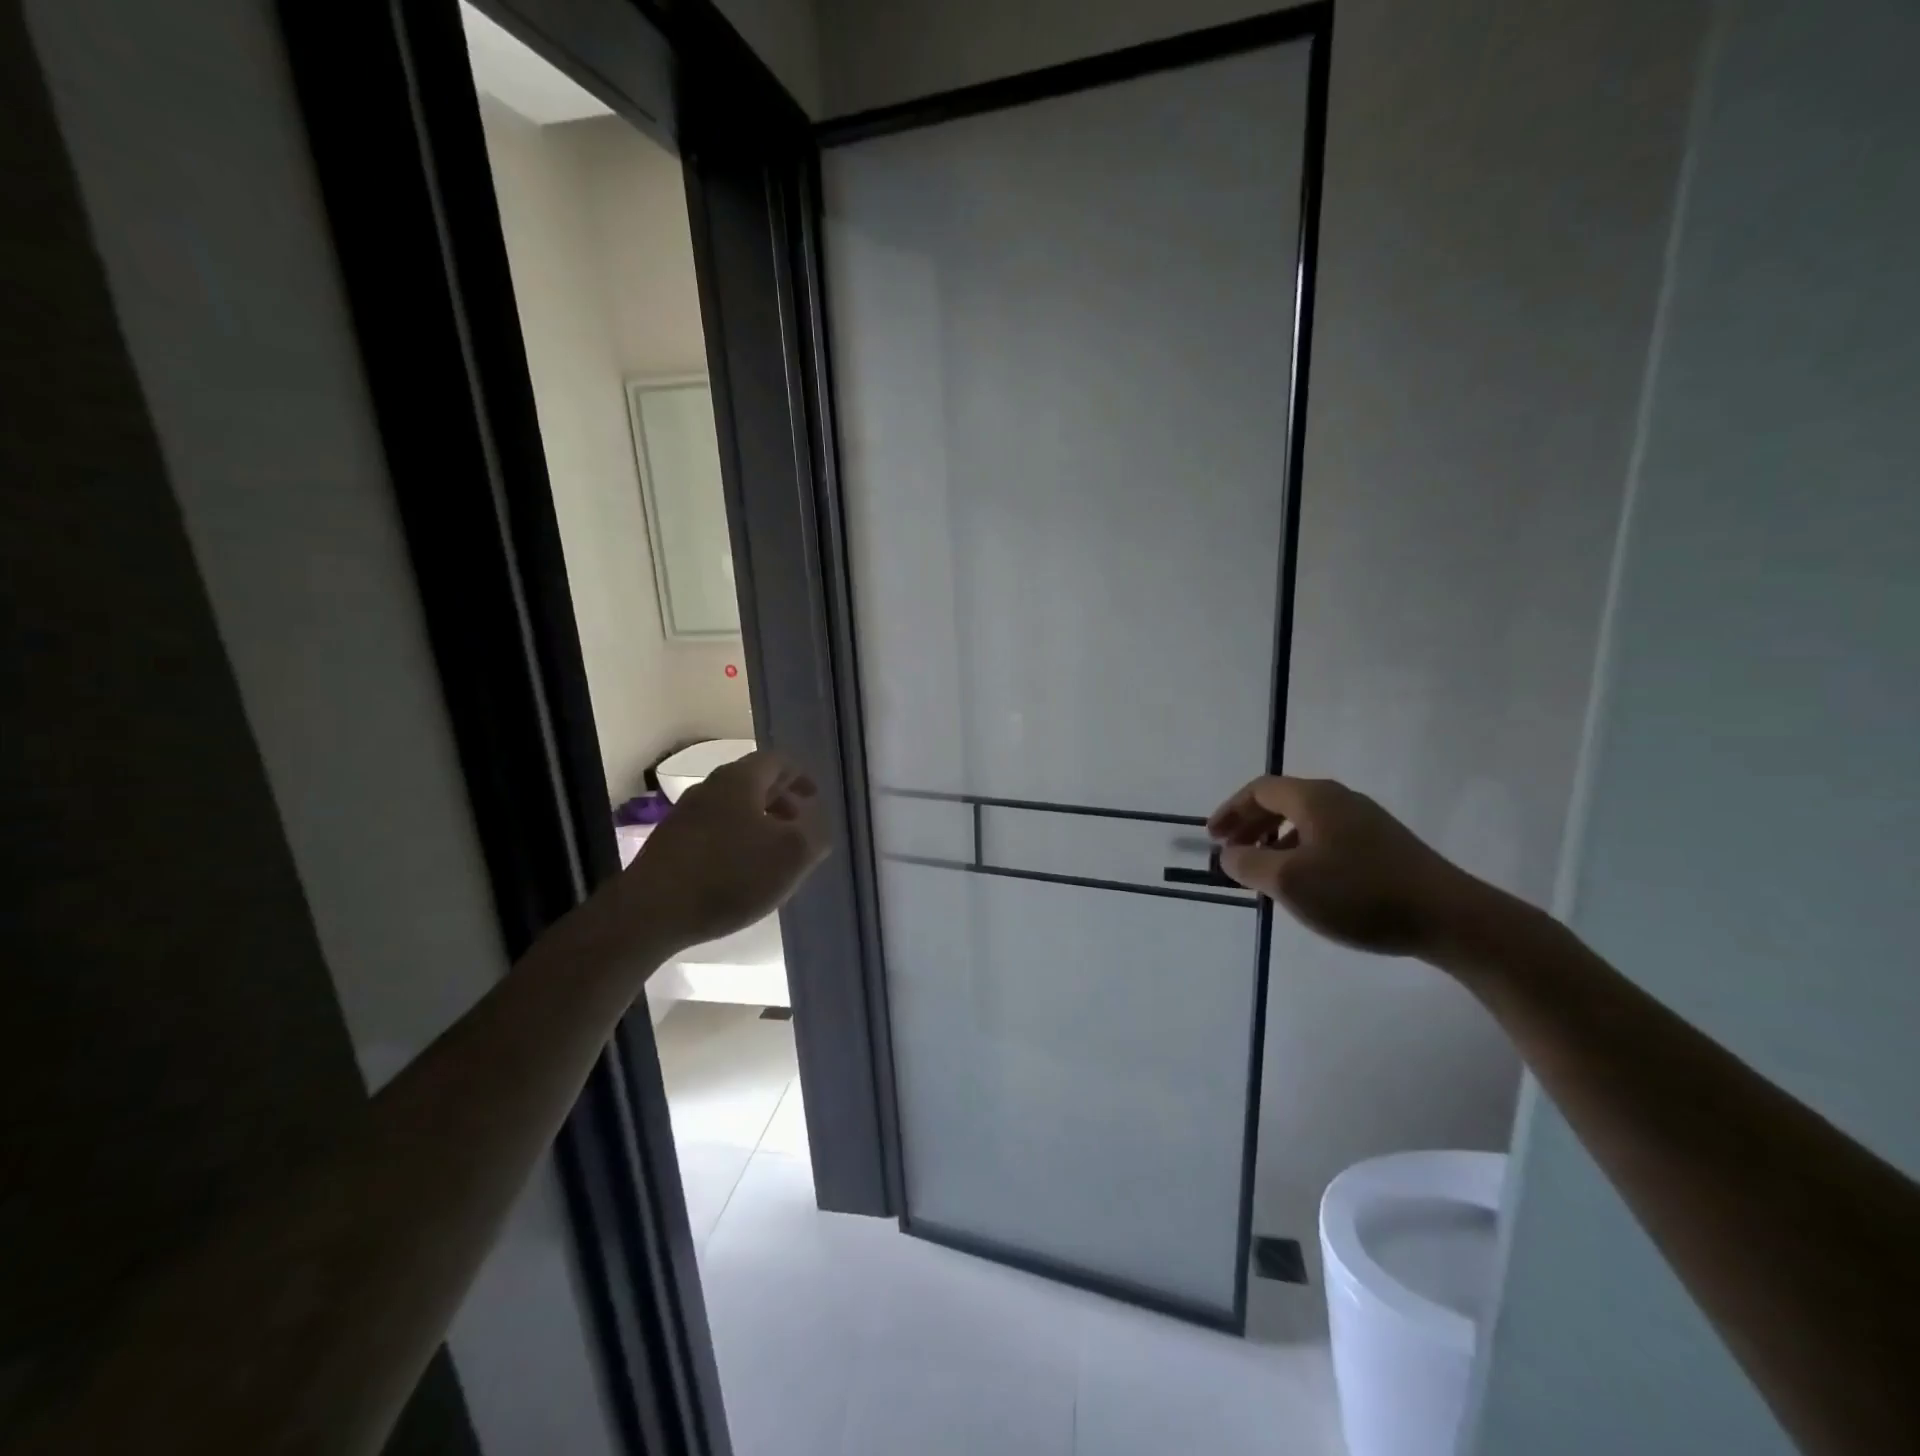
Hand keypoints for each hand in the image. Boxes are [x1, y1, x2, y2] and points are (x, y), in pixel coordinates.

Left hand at [586, 750, 830, 959]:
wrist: (651, 912)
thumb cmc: (730, 875)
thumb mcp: (791, 857)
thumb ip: (814, 837)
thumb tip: (816, 829)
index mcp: (740, 780)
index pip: (776, 761)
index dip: (799, 776)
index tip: (813, 797)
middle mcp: (709, 789)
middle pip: (751, 782)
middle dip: (779, 799)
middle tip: (798, 823)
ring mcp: (684, 816)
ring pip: (731, 808)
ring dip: (757, 822)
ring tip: (772, 853)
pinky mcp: (669, 845)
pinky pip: (712, 831)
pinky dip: (734, 840)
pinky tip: (740, 872)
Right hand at [1207, 775, 1478, 957]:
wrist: (1451, 918)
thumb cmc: (1359, 894)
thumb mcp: (1289, 882)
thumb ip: (1249, 864)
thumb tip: (1229, 854)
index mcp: (1315, 798)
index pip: (1260, 790)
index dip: (1231, 811)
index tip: (1212, 838)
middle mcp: (1340, 800)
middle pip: (1283, 801)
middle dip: (1251, 825)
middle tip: (1231, 852)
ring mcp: (1368, 822)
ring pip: (1307, 821)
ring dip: (1276, 841)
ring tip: (1264, 873)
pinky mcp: (1387, 846)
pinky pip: (1328, 837)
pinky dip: (1303, 851)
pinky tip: (1308, 884)